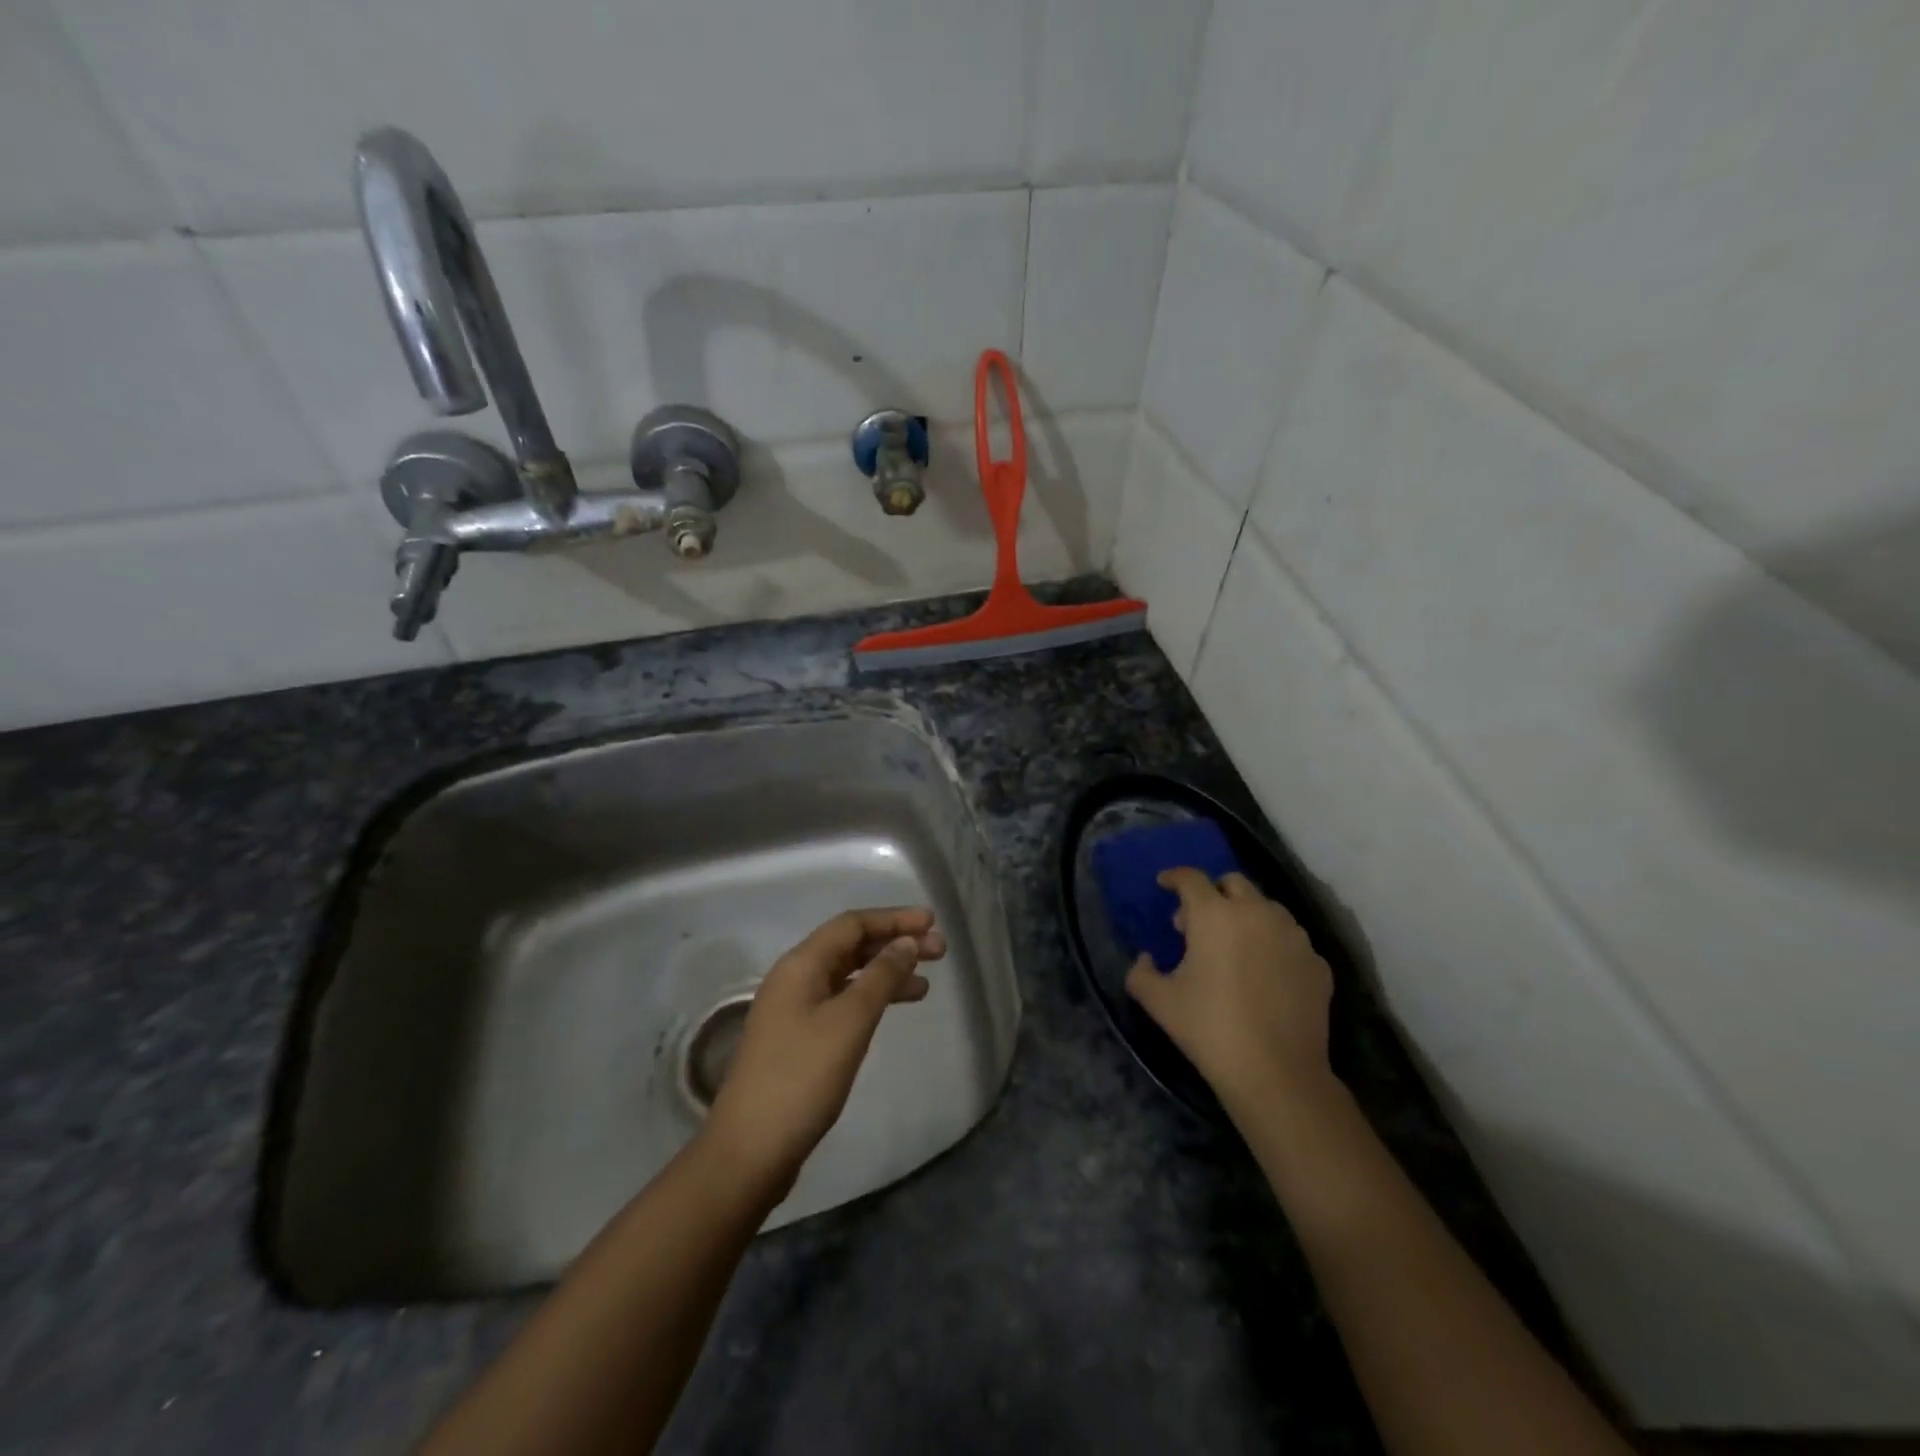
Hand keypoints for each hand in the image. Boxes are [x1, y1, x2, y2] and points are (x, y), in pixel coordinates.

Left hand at [702, 907, 943, 1199]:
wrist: (750, 1150)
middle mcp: (795, 978)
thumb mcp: (849, 1021)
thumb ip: (881, 977)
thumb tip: (906, 943)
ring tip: (926, 982)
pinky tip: (894, 1009)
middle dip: (894, 943)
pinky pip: (842, 1001)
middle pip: (851, 946)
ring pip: (849, 975)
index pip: (852, 924)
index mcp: (801, 964)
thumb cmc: (802, 1077)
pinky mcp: (799, 1038)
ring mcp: (795, 1009)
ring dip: (887, 972)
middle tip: (939, 950)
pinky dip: (871, 998)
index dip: (894, 919)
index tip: (932, 922)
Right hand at [1125, 868, 1333, 1113]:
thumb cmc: (1210, 1028)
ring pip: (1267, 908)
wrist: (1277, 1073)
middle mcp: (1256, 913)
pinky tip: (1264, 974)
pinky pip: (1290, 941)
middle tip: (1198, 922)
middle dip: (1213, 893)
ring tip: (1234, 946)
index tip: (1165, 884)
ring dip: (1246, 916)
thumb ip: (1141, 972)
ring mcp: (1293, 936)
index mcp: (1214, 915)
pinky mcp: (1317, 963)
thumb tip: (1145, 959)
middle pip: (1233, 883)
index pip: (1191, 879)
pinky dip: (1273, 945)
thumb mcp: (1159, 1001)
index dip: (1174, 877)